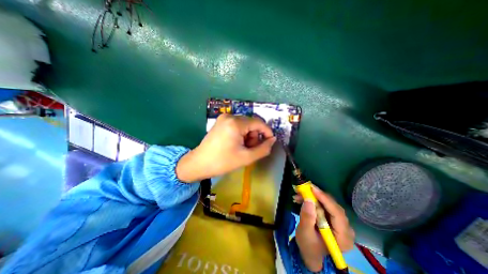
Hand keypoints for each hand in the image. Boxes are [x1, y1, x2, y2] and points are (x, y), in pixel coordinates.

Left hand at [175, 114, 275, 182]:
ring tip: (242, 148)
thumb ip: (263, 149)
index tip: (269, 142)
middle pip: (251, 123)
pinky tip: (236, 144)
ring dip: (248, 136)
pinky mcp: (221, 122)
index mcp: (235, 123)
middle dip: (255, 136)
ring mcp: (224, 118)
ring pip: (245, 124)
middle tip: (250, 150)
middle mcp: (229, 116)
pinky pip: (237, 125)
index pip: (258, 123)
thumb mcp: (246, 157)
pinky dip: (241, 134)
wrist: (199, 163)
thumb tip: (272, 140)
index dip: (267, 132)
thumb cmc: (222, 162)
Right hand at [294, 186, 355, 271]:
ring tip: (299, 194)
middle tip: (303, 189)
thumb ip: (307, 218)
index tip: (312, 188)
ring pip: (328, 203)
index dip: (325, 199)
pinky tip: (302, 198)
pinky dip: (313, 199)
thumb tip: (308, 200)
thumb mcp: (305, 233)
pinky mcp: (333, 218)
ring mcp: (340, 222)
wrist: (310, 252)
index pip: (337, 214)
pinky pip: (324, 204)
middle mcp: (346, 228)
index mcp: (343, 237)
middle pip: (333, 206)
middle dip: (317, 196)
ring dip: (313, 197)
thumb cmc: (308, 246)